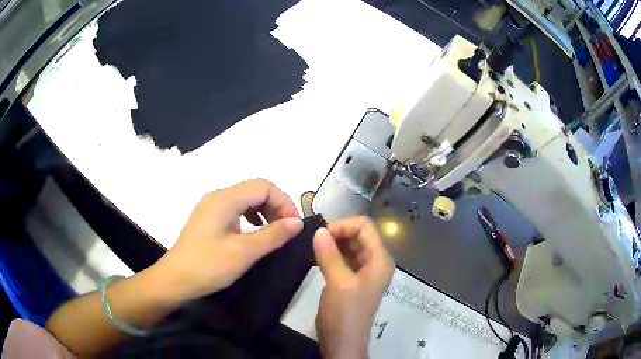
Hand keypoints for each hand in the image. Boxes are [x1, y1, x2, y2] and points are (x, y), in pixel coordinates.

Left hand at [154, 179, 302, 300]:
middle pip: (254, 190)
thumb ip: (273, 235)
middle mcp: (217, 197)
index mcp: (225, 199)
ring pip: (244, 200)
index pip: (263, 186)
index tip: (294, 224)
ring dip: (264, 211)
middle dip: (275, 206)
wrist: (175, 280)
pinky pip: (235, 210)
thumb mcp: (245, 252)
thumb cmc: (209, 265)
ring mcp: (210, 208)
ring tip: (273, 231)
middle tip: (287, 230)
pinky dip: (250, 217)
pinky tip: (253, 233)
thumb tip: (297, 222)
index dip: (284, 201)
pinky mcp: (207, 220)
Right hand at [313, 216, 394, 358]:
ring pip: (350, 245)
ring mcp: (365, 270)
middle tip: (315, 241)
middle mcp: (376, 261)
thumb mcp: (338, 282)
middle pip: (359, 234)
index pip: (365, 227)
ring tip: (314, 248)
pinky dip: (332, 254)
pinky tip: (317, 257)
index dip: (344, 225)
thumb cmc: (345, 312)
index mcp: (380, 259)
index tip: (322, 234)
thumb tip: (318, 230)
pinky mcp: (353, 278)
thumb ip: (329, 254)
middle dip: (338, 233)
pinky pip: (344, 257)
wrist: (343, 341)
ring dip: (333, 243)